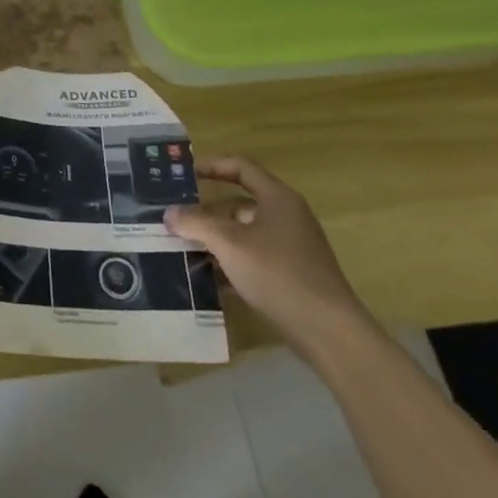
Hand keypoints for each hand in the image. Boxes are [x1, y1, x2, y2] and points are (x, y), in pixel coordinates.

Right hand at [164, 153, 368, 354]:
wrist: (328, 331)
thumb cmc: (278, 273)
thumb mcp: (229, 244)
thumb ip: (196, 223)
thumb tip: (169, 213)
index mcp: (277, 198)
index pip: (240, 167)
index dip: (211, 166)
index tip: (183, 174)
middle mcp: (285, 217)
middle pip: (237, 204)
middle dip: (204, 212)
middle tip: (173, 219)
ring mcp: (289, 247)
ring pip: (242, 234)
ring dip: (213, 239)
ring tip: (181, 248)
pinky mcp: (289, 275)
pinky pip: (251, 258)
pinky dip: (228, 262)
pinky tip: (205, 277)